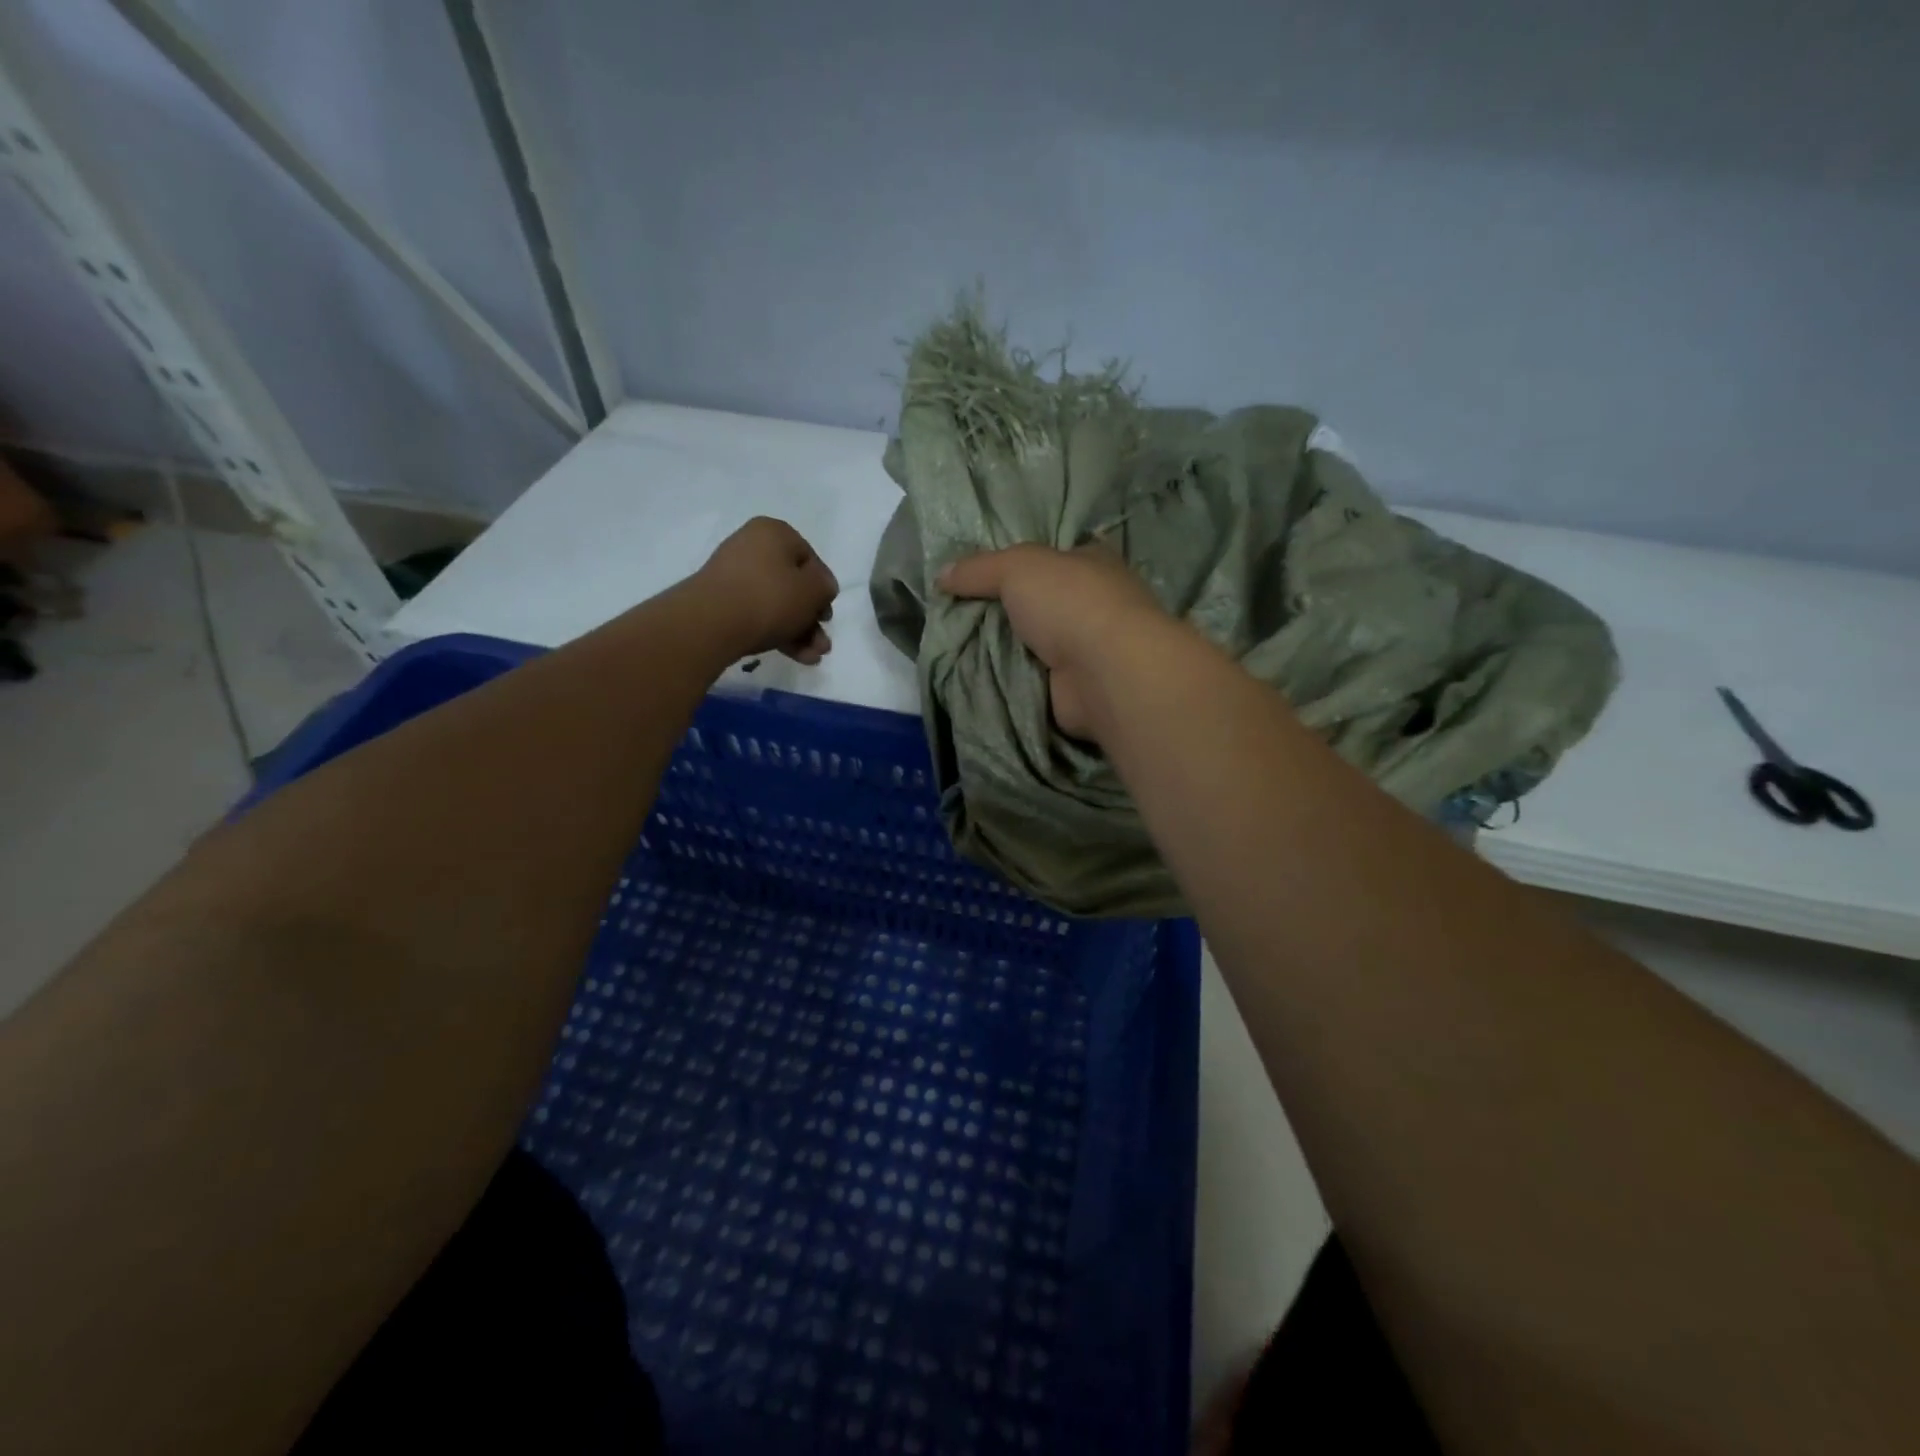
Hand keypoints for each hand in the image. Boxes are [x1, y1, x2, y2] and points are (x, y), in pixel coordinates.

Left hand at [694, 517, 838, 663]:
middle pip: (793, 585)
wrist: (712, 623)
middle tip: (822, 644)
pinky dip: (778, 633)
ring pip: (777, 604)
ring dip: (800, 631)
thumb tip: (819, 589)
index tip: (826, 615)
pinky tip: (796, 656)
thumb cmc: (770, 597)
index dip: (823, 589)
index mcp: (774, 532)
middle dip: (812, 618)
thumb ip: (826, 586)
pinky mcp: (721, 602)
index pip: (811, 559)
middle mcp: (751, 547)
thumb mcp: (814, 590)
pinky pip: (758, 614)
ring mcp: (733, 575)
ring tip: (812, 657)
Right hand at [938, 542, 1171, 739]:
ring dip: (1003, 649)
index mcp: (1092, 563)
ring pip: (1033, 644)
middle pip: (1038, 604)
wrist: (1104, 672)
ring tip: (956, 650)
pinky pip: (1031, 680)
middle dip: (1003, 611)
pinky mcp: (1075, 687)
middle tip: (957, 617)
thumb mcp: (1017, 567)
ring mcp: (1088, 649)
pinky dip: (1009, 681)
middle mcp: (1094, 604)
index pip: (1052, 558)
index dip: (1017, 565)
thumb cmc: (1071, 603)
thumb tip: (942, 576)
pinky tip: (977, 679)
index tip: (977, 578)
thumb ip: (979, 569)